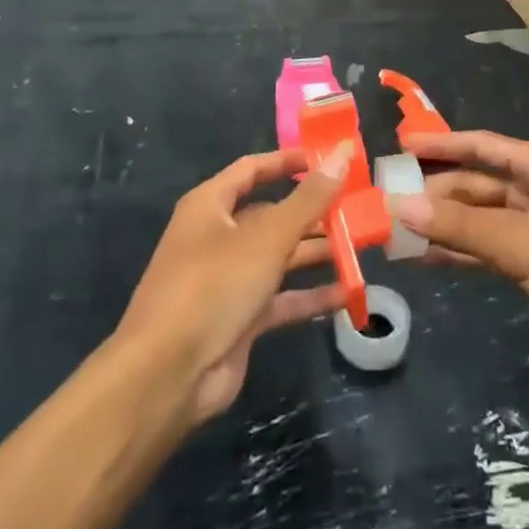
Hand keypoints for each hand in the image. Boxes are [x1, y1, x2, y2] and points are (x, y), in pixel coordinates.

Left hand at [118, 148, 347, 426]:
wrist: (168, 375)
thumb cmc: (213, 285)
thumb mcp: (267, 237)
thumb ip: (309, 198)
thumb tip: (342, 153)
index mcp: (211, 206)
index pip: (252, 169)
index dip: (288, 162)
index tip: (328, 160)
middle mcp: (218, 237)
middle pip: (272, 214)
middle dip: (313, 212)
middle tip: (358, 208)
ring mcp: (228, 280)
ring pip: (280, 256)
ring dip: (316, 252)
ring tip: (360, 246)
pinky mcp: (240, 318)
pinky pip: (281, 298)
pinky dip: (310, 295)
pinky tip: (347, 293)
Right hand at [391, 130, 528, 378]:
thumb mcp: (523, 244)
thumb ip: (461, 225)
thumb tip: (400, 205)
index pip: (483, 146)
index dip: (441, 144)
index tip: (401, 146)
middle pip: (480, 183)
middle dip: (438, 192)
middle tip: (390, 200)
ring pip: (483, 218)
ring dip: (446, 224)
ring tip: (399, 230)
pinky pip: (493, 247)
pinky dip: (464, 251)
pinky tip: (430, 258)